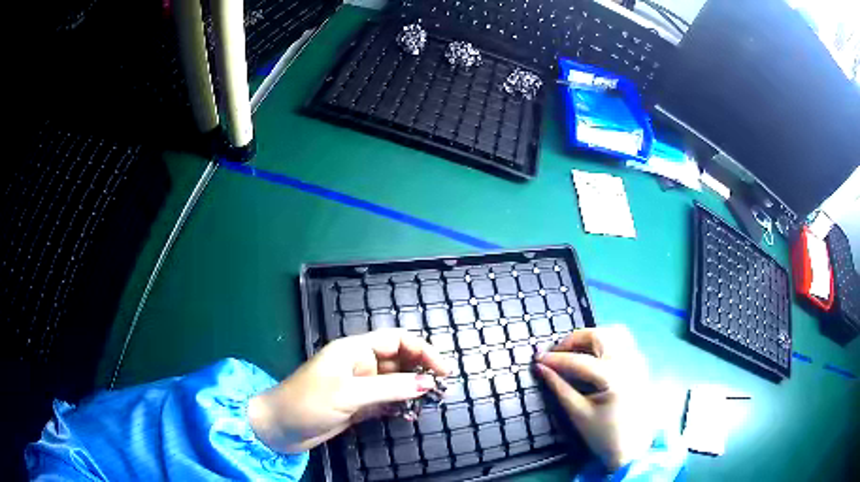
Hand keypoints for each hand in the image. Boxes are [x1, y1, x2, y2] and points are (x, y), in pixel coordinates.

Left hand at [248, 329, 448, 452]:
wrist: (280, 428)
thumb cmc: (308, 402)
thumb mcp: (349, 394)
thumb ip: (389, 388)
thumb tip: (427, 383)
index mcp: (354, 350)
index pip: (396, 340)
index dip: (422, 350)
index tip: (443, 370)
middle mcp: (359, 364)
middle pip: (398, 361)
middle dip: (420, 372)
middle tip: (441, 390)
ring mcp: (359, 386)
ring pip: (394, 383)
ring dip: (412, 391)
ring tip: (431, 403)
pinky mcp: (358, 406)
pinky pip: (386, 402)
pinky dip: (399, 407)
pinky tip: (410, 416)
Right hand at [535, 326, 653, 470]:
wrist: (633, 449)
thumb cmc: (604, 435)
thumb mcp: (578, 414)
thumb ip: (559, 388)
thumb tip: (541, 368)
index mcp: (613, 377)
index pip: (579, 360)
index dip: (555, 358)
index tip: (537, 358)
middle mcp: (629, 362)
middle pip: (599, 336)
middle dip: (575, 339)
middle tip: (557, 352)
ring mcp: (638, 361)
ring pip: (615, 332)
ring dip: (592, 337)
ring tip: (575, 351)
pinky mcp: (641, 364)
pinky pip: (624, 341)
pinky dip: (606, 341)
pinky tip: (594, 357)